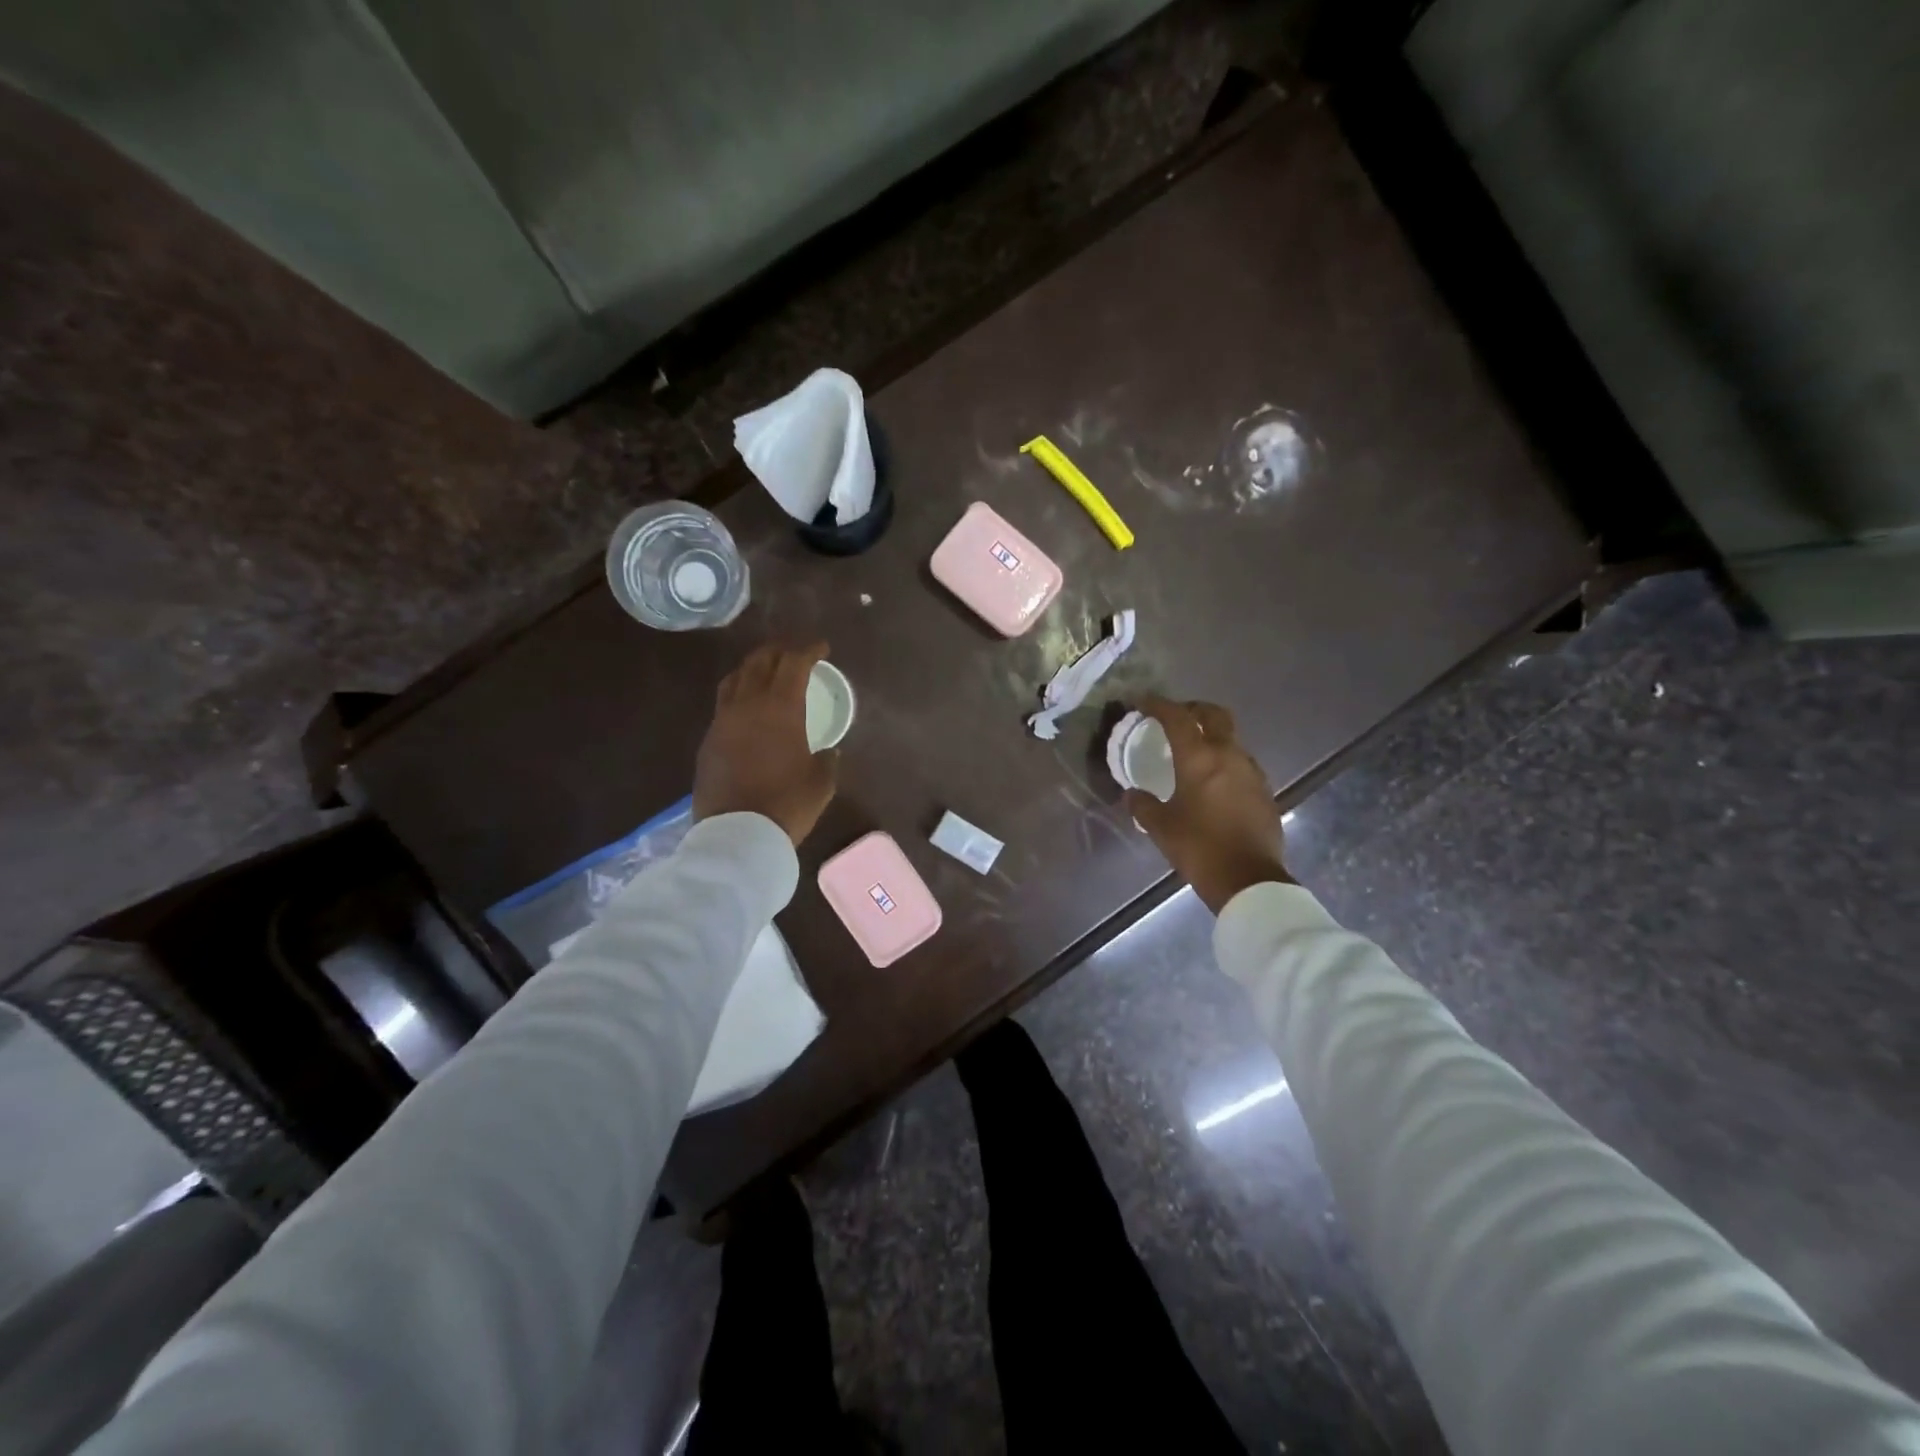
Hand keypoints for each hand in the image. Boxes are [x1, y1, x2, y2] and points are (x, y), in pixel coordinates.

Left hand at [694, 641, 837, 845]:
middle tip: (795, 652)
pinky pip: (723, 704)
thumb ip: (827, 760)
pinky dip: (738, 694)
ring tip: (766, 670)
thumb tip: (828, 751)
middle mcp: (747, 705)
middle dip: (780, 651)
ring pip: (735, 679)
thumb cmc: (788, 804)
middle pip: (760, 662)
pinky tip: (747, 707)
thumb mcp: (821, 782)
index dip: (809, 651)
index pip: (794, 663)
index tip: (822, 648)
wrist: (738, 835)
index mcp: (780, 708)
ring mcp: (722, 722)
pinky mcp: (708, 741)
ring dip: (753, 667)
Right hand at [1125, 695, 1291, 912]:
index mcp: (1199, 758)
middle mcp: (1229, 755)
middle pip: (1214, 715)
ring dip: (1212, 736)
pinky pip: (1241, 763)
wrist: (1249, 879)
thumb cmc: (1199, 848)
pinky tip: (1214, 781)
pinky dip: (1225, 760)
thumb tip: (1133, 794)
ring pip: (1231, 738)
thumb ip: (1143, 805)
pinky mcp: (1264, 791)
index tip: (1143, 702)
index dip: (1158, 704)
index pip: (1177, 717)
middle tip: (1175, 718)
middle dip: (1193, 710)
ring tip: (1194, 751)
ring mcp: (1251, 772)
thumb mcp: (1161, 827)